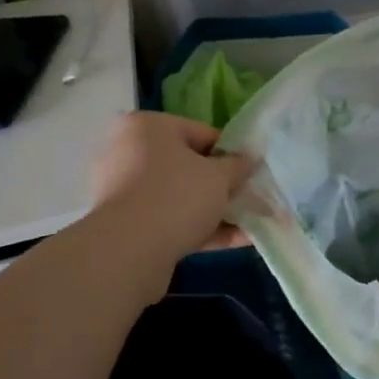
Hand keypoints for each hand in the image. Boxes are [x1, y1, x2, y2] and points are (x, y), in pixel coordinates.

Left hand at [90, 112, 257, 261]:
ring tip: (251, 224)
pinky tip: (237, 241)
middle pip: (189, 167)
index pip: (202, 133)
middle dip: (223, 186)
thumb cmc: (177, 196)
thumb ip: (238, 166)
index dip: (233, 153)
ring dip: (216, 210)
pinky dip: (201, 229)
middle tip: (251, 199)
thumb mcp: (220, 176)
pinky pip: (172, 221)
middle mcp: (129, 153)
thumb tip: (249, 160)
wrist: (129, 251)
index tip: (252, 173)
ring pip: (181, 197)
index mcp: (147, 128)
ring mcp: (125, 192)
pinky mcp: (127, 226)